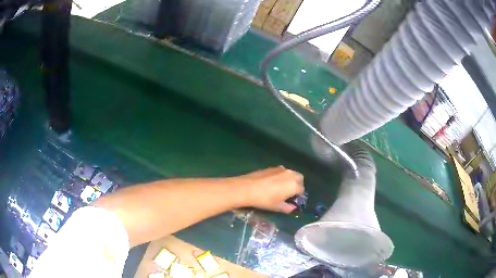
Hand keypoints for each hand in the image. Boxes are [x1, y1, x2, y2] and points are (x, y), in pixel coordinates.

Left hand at [234, 166, 304, 212]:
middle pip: (299, 178)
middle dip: (297, 184)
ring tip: (281, 187)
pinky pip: (281, 171)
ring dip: (290, 179)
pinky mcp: (272, 167)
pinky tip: (272, 183)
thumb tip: (293, 207)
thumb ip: (288, 208)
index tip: (293, 200)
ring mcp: (281, 169)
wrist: (247, 188)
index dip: (298, 196)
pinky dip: (281, 176)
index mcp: (294, 185)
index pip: (301, 190)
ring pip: (291, 173)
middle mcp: (290, 174)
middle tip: (290, 192)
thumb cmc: (264, 200)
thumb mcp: (277, 207)